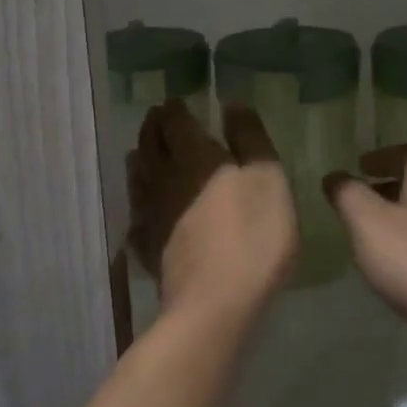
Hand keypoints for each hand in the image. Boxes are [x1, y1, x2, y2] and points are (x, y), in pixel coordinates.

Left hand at [128, 100, 297, 321]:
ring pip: (138, 177)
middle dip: (153, 127)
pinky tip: (143, 209)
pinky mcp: (147, 246)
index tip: (176, 101)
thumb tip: (232, 104)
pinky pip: (137, 214)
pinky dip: (139, 203)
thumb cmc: (252, 236)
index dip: (174, 108)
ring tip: (145, 153)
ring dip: (141, 159)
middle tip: (158, 118)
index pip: (174, 120)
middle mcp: (163, 177)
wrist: (215, 304)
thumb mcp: (268, 180)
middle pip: (149, 144)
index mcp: (193, 155)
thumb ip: (250, 139)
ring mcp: (150, 213)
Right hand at [323, 146, 406, 349]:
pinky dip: (402, 252)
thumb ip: (348, 195)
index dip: (387, 155)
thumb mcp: (368, 220)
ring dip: (392, 222)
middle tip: (356, 200)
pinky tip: (386, 272)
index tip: (362, 164)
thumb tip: (335, 176)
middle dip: (386, 189)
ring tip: (363, 237)